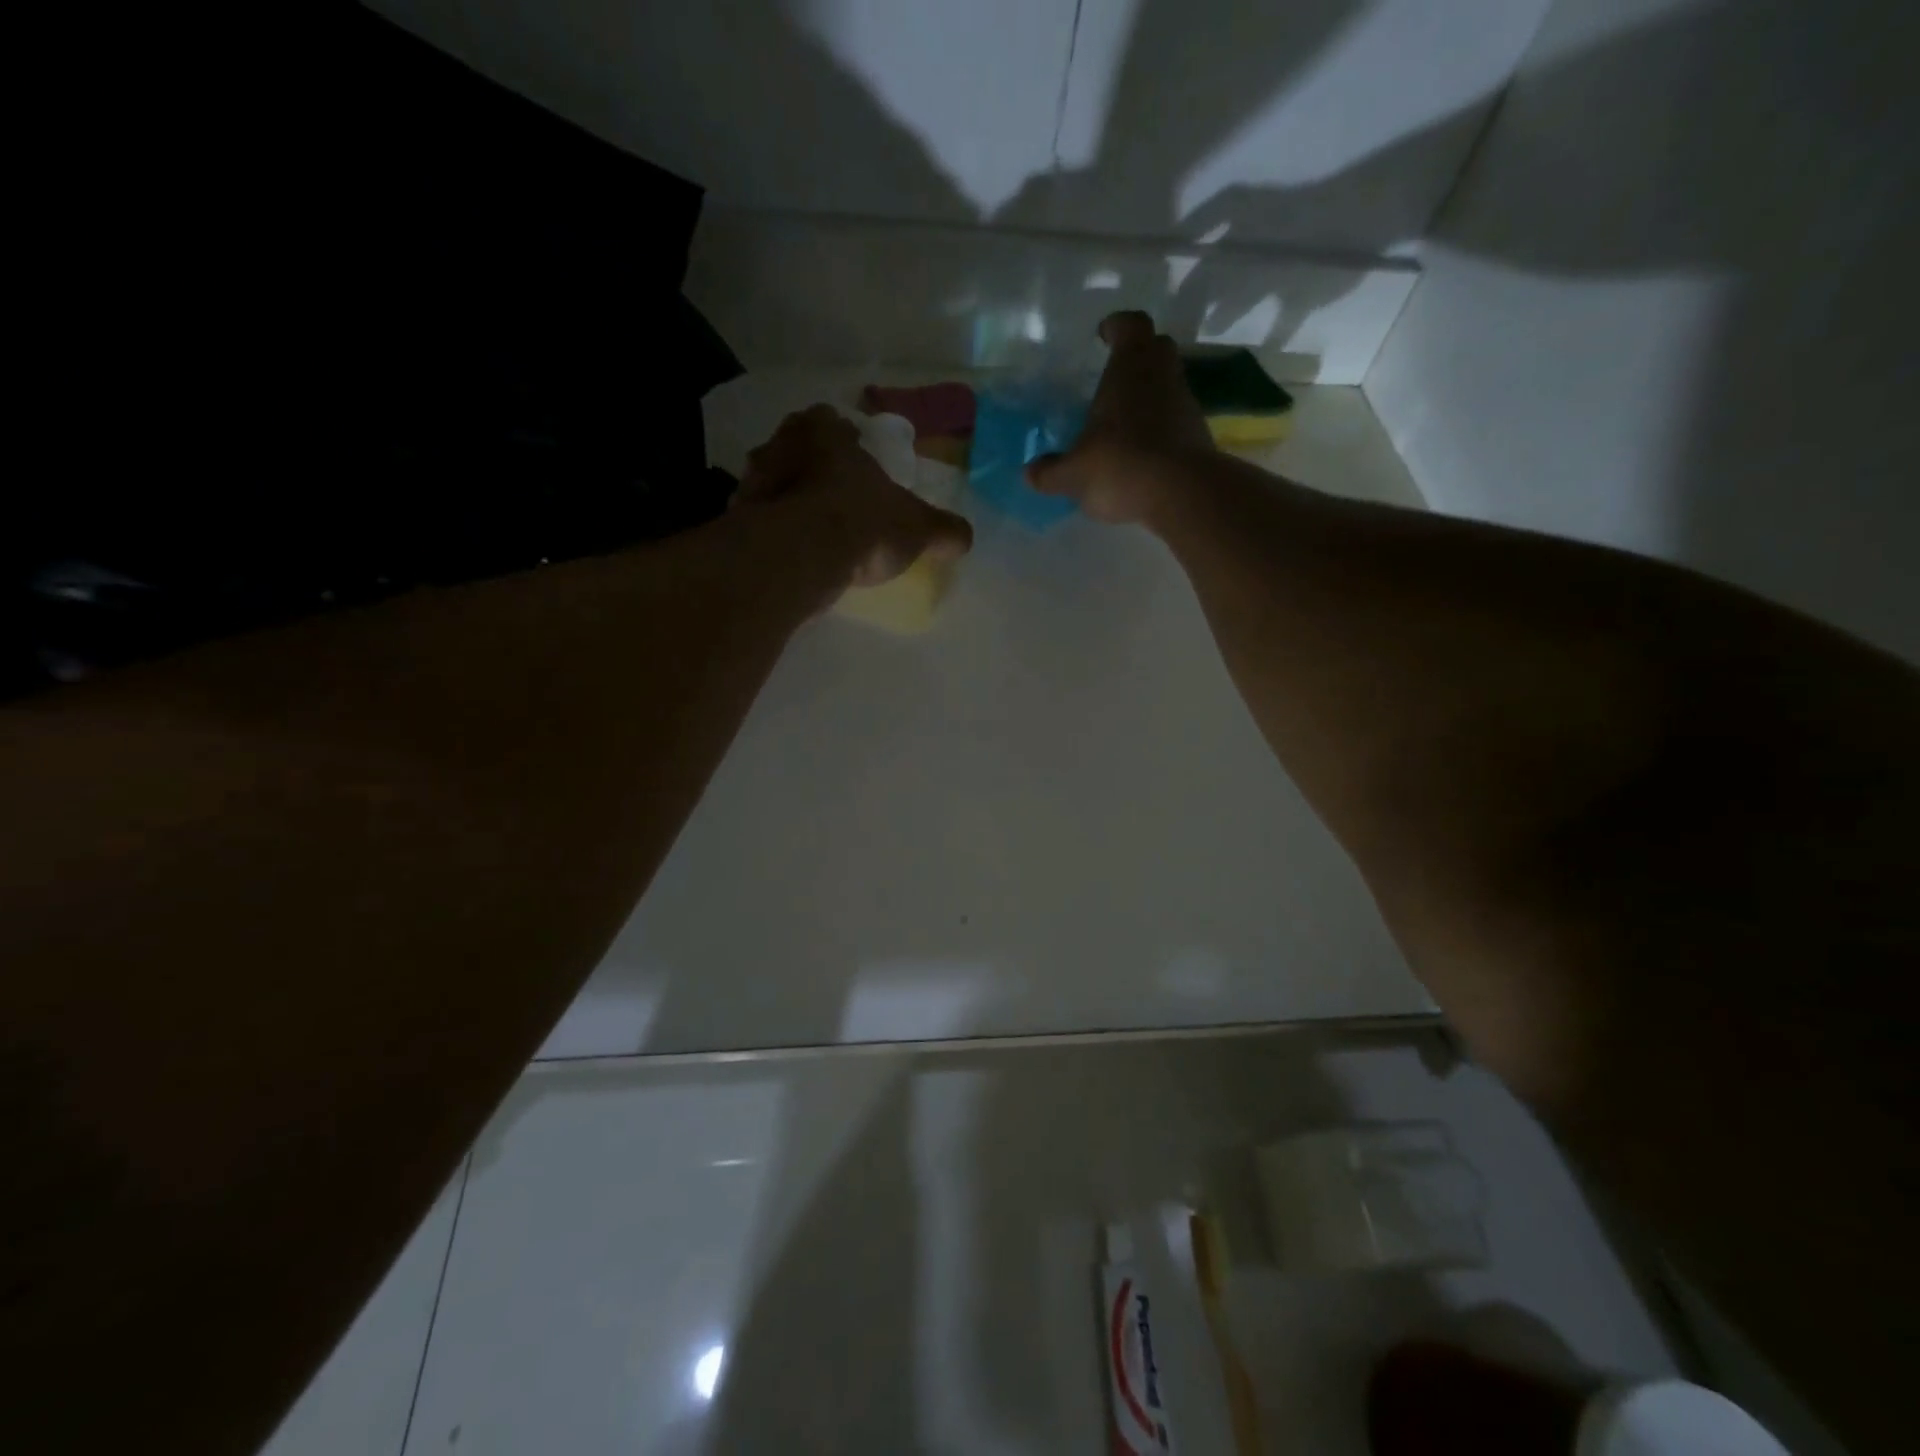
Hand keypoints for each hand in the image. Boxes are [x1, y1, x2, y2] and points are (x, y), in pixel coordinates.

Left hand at [736, 405, 972, 588]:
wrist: (801, 555)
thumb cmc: (863, 523)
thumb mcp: (918, 528)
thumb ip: (943, 530)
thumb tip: (964, 538)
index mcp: (826, 433)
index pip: (831, 421)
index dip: (843, 439)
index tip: (852, 458)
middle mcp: (782, 445)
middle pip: (795, 448)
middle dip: (809, 467)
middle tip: (829, 494)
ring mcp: (753, 482)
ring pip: (771, 483)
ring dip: (786, 500)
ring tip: (809, 530)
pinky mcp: (737, 520)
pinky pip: (757, 521)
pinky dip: (771, 533)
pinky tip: (789, 554)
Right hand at [1025, 311, 1213, 526]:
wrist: (1182, 495)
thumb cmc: (1120, 465)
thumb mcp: (1073, 474)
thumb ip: (1050, 471)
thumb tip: (1031, 472)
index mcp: (1130, 367)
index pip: (1130, 325)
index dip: (1116, 327)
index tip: (1103, 335)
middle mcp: (1162, 376)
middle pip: (1156, 348)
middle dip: (1137, 355)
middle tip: (1113, 375)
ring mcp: (1185, 404)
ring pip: (1167, 384)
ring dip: (1148, 395)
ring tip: (1122, 421)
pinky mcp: (1198, 435)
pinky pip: (1175, 419)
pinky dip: (1160, 427)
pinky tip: (1140, 453)